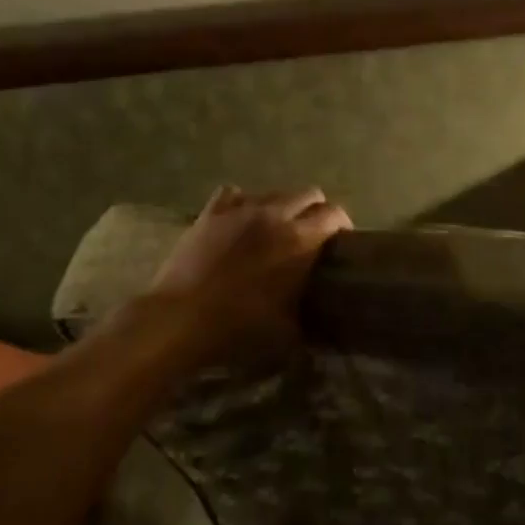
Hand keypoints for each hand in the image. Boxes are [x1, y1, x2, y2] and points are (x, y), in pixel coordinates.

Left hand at [144, 185, 352, 365]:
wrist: (181, 319)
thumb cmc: (240, 327)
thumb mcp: (288, 331)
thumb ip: (309, 317)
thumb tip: (322, 322)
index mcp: (300, 239)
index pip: (334, 214)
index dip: (342, 224)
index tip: (341, 240)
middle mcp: (275, 214)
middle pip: (309, 194)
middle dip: (316, 210)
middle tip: (312, 234)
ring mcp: (241, 209)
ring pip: (273, 192)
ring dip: (281, 207)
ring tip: (275, 229)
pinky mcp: (211, 212)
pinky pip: (234, 193)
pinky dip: (242, 203)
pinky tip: (239, 221)